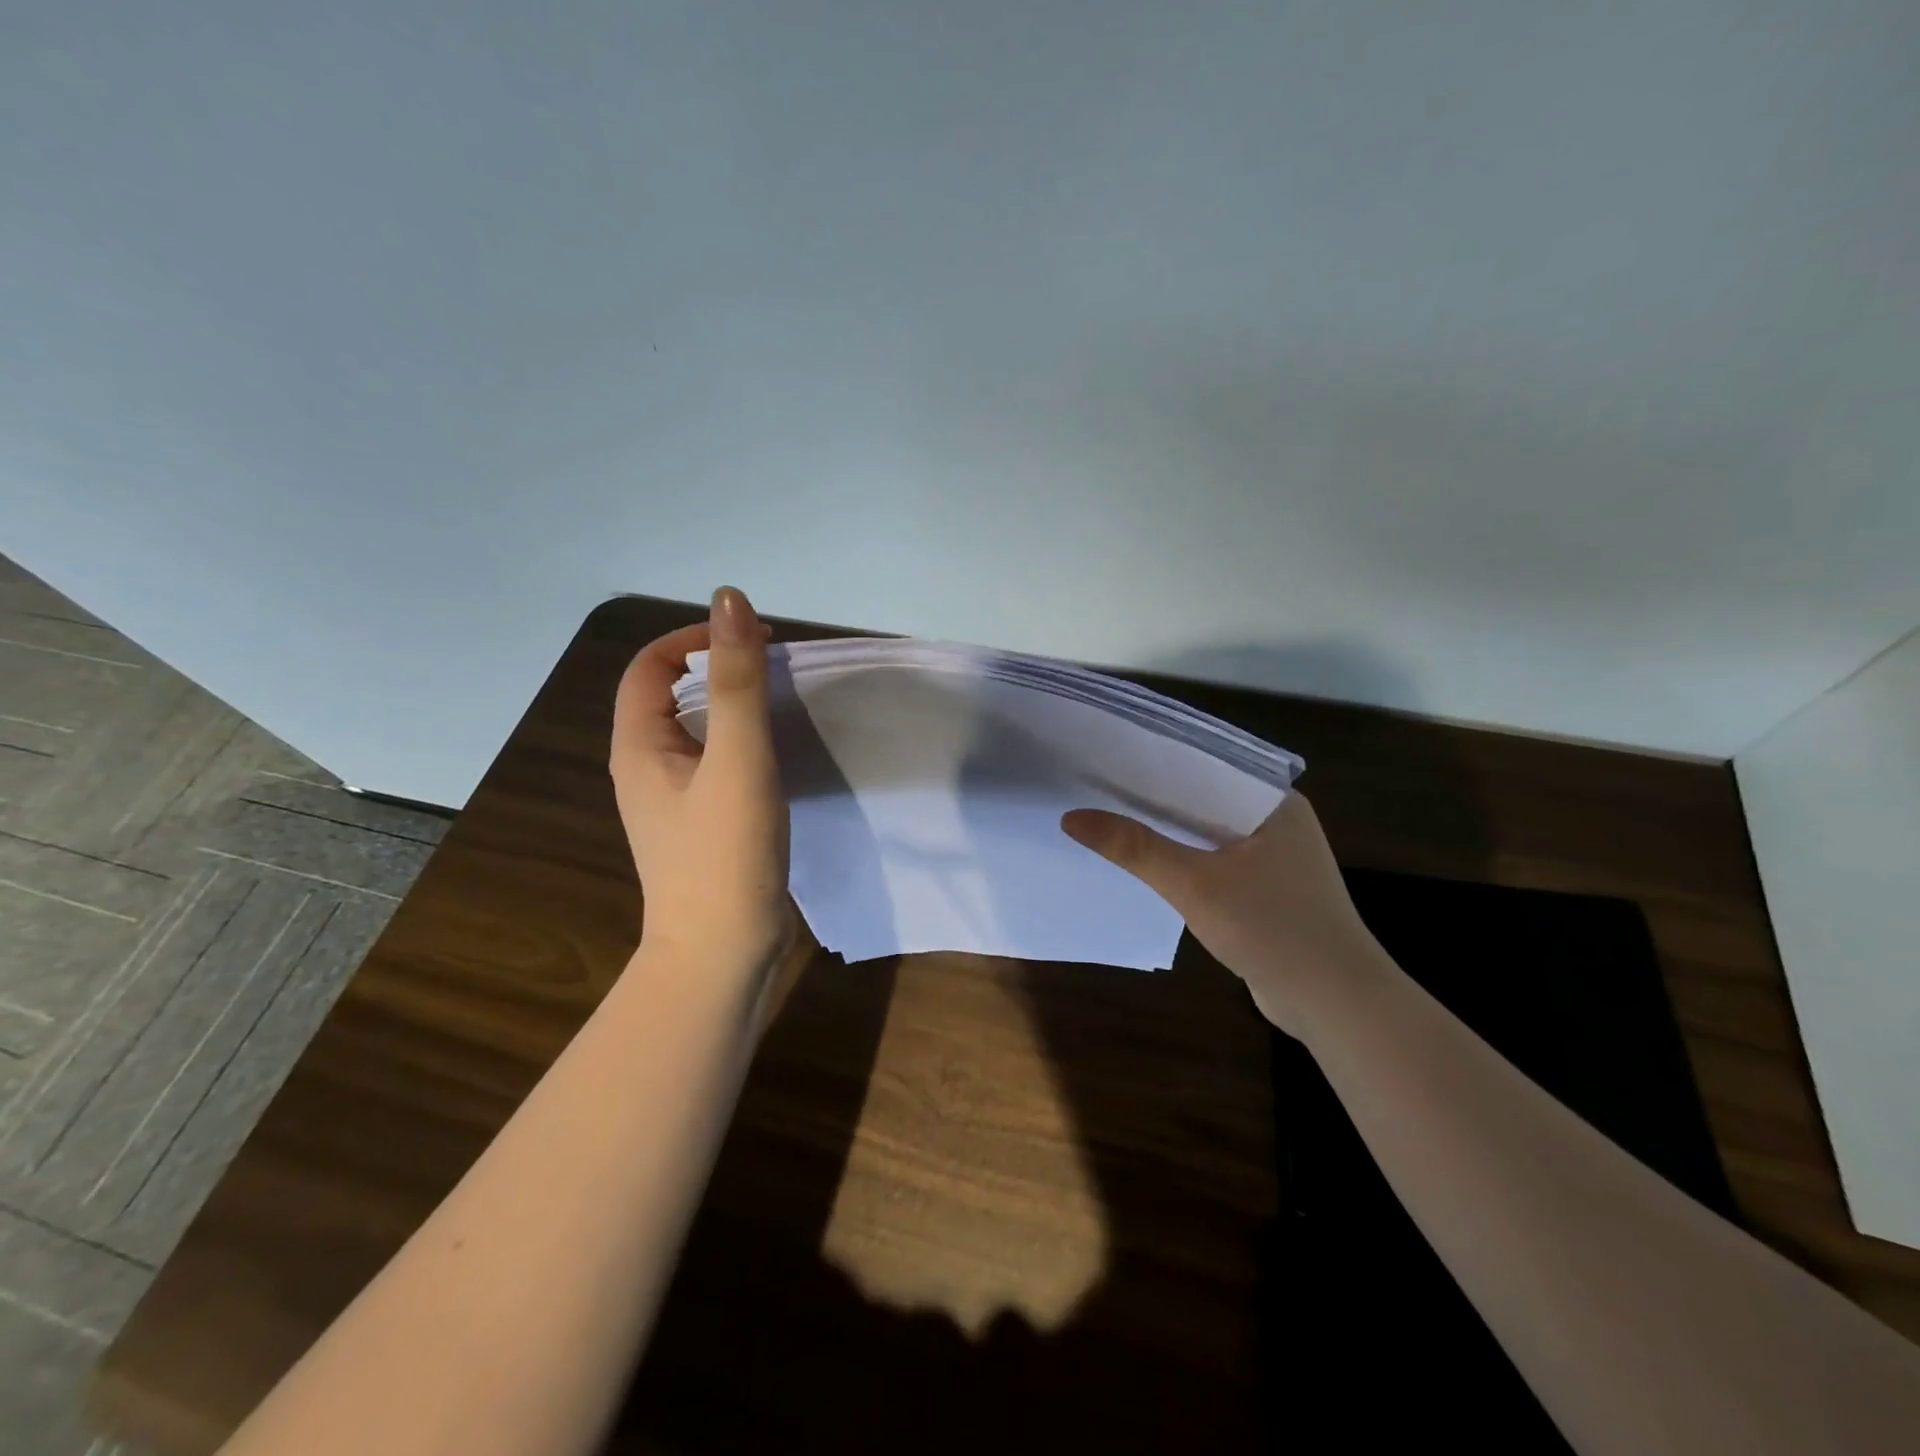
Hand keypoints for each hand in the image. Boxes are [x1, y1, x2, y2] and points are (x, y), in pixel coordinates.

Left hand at [610, 587, 797, 978]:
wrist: (723, 952)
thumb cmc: (725, 853)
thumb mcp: (737, 759)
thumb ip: (736, 681)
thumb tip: (728, 599)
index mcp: (639, 746)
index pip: (650, 666)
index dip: (694, 639)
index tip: (751, 641)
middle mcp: (647, 767)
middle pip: (672, 695)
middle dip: (719, 669)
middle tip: (774, 668)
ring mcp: (673, 800)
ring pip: (697, 731)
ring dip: (733, 707)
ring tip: (781, 704)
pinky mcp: (702, 824)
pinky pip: (716, 763)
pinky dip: (743, 743)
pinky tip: (778, 755)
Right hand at [1061, 791, 1391, 1036]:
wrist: (1337, 1005)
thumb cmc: (1273, 929)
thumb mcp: (1194, 884)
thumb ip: (1134, 847)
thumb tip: (1070, 818)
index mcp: (1273, 801)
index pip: (1205, 764)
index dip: (1154, 760)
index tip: (1105, 755)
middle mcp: (1277, 820)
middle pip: (1202, 798)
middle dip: (1154, 797)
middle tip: (1094, 786)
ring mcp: (1275, 857)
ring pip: (1207, 833)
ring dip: (1167, 831)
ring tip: (1109, 816)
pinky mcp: (1268, 890)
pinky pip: (1215, 862)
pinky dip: (1184, 860)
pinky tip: (1146, 862)